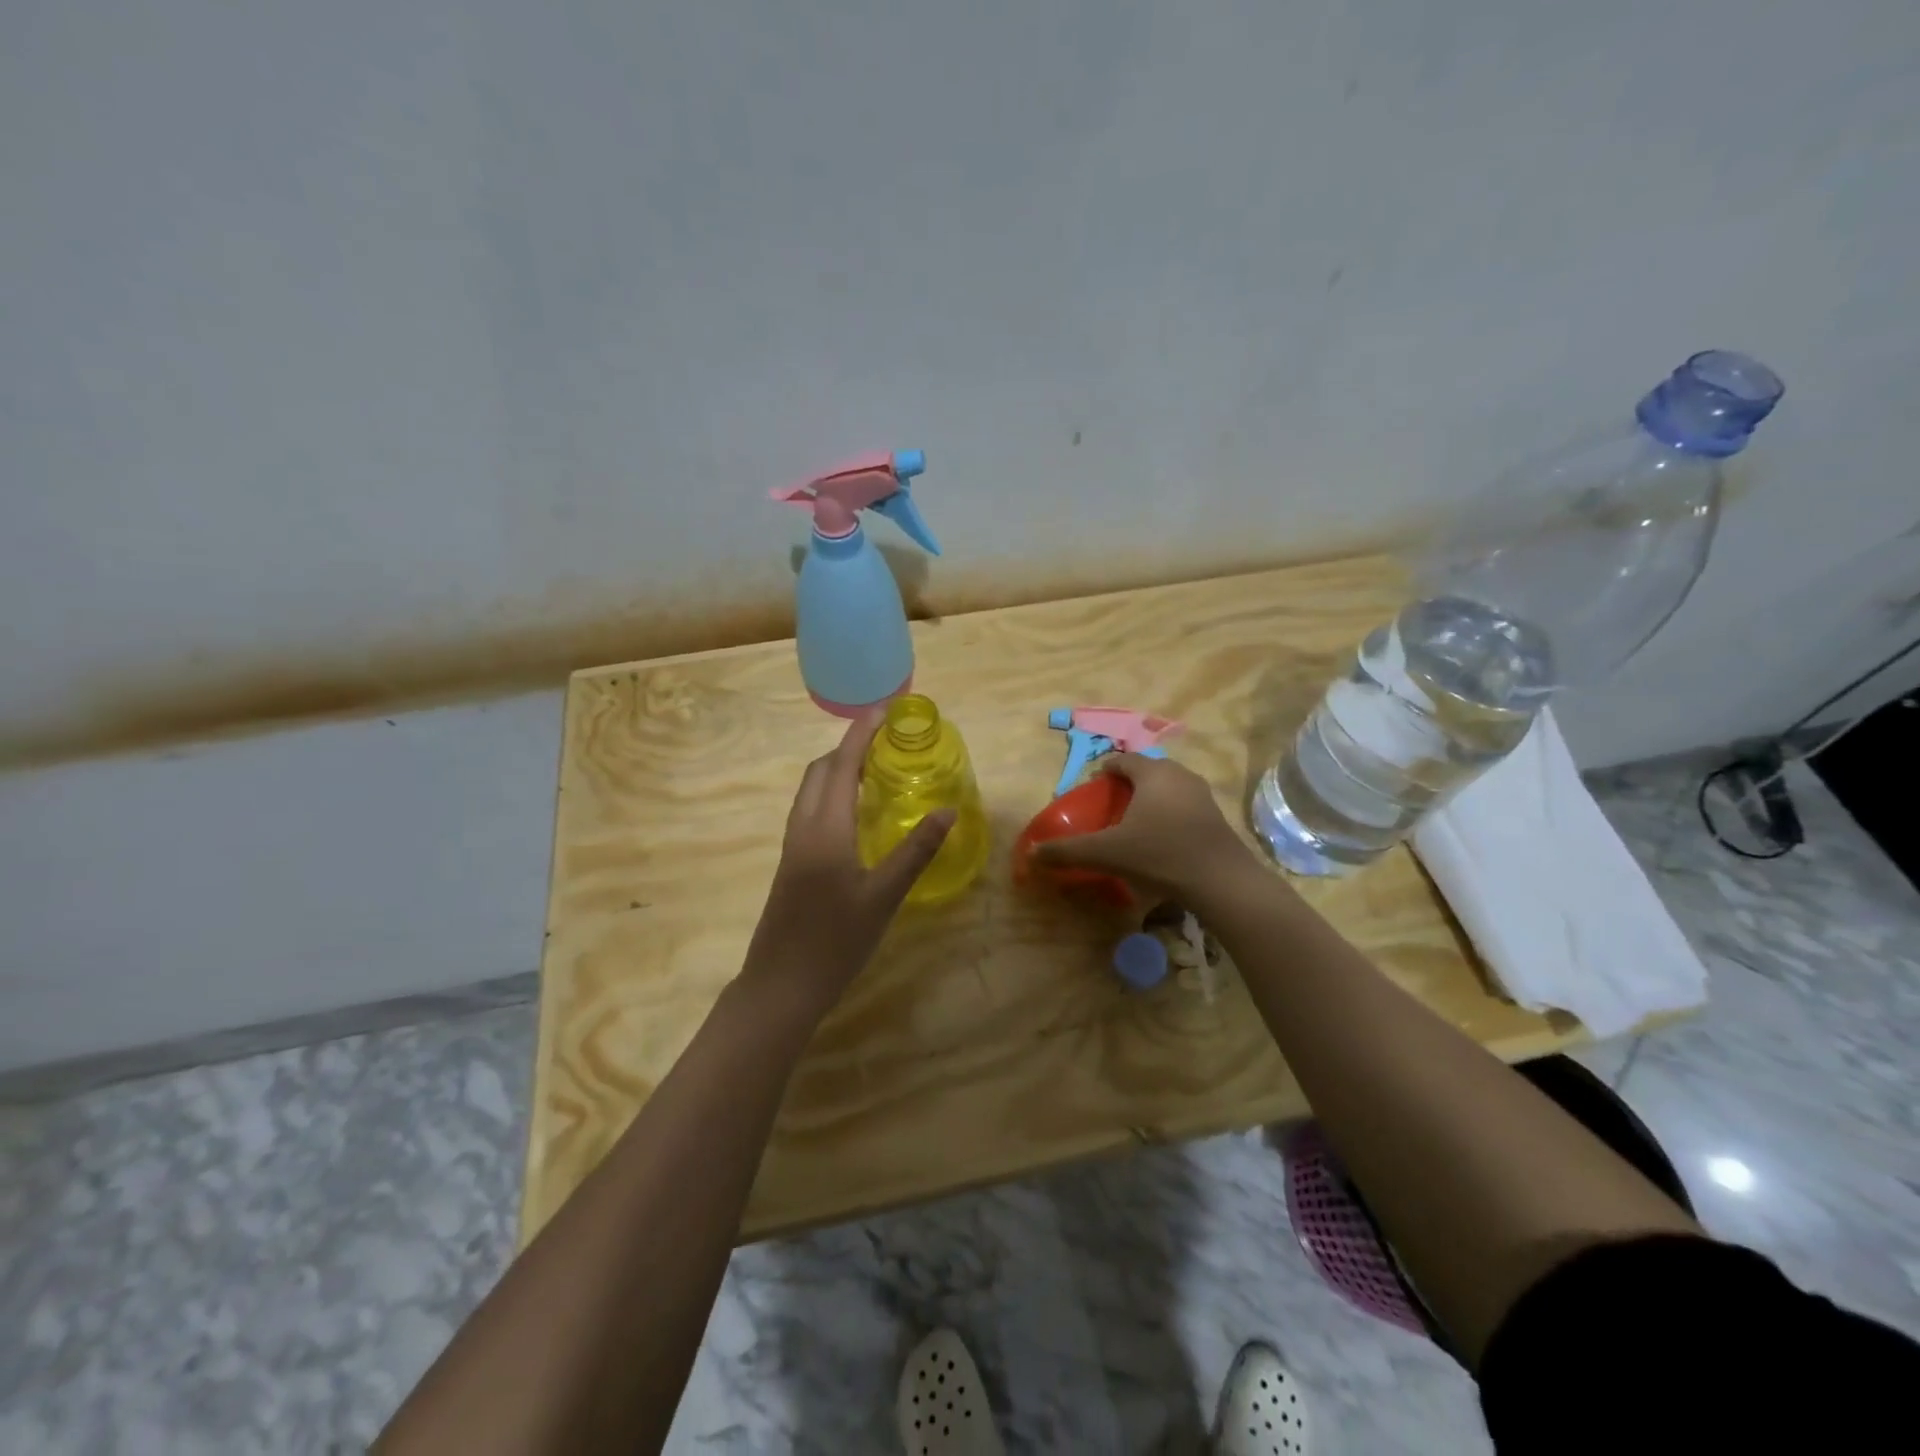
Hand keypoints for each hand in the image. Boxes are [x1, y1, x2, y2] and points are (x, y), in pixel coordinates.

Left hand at [740, 709, 954, 1015]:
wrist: (781, 985)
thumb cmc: (836, 941)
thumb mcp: (884, 897)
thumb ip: (915, 851)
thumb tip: (947, 810)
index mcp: (825, 828)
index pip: (842, 765)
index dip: (861, 734)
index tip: (882, 710)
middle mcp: (803, 827)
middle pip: (821, 770)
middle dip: (848, 747)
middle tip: (885, 741)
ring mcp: (792, 845)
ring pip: (811, 790)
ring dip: (837, 769)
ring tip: (873, 769)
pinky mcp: (790, 862)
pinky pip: (810, 809)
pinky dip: (831, 793)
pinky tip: (854, 813)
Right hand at [1034, 754, 1255, 905]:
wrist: (1220, 881)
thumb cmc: (1160, 854)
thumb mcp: (1107, 853)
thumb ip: (1068, 851)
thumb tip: (1031, 853)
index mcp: (1153, 773)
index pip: (1123, 760)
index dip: (1104, 771)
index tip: (1093, 789)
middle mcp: (1179, 774)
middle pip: (1147, 771)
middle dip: (1128, 784)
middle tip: (1110, 806)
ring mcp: (1201, 794)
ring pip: (1168, 787)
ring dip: (1150, 798)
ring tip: (1134, 822)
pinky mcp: (1215, 815)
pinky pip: (1184, 804)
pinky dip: (1168, 813)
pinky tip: (1161, 838)